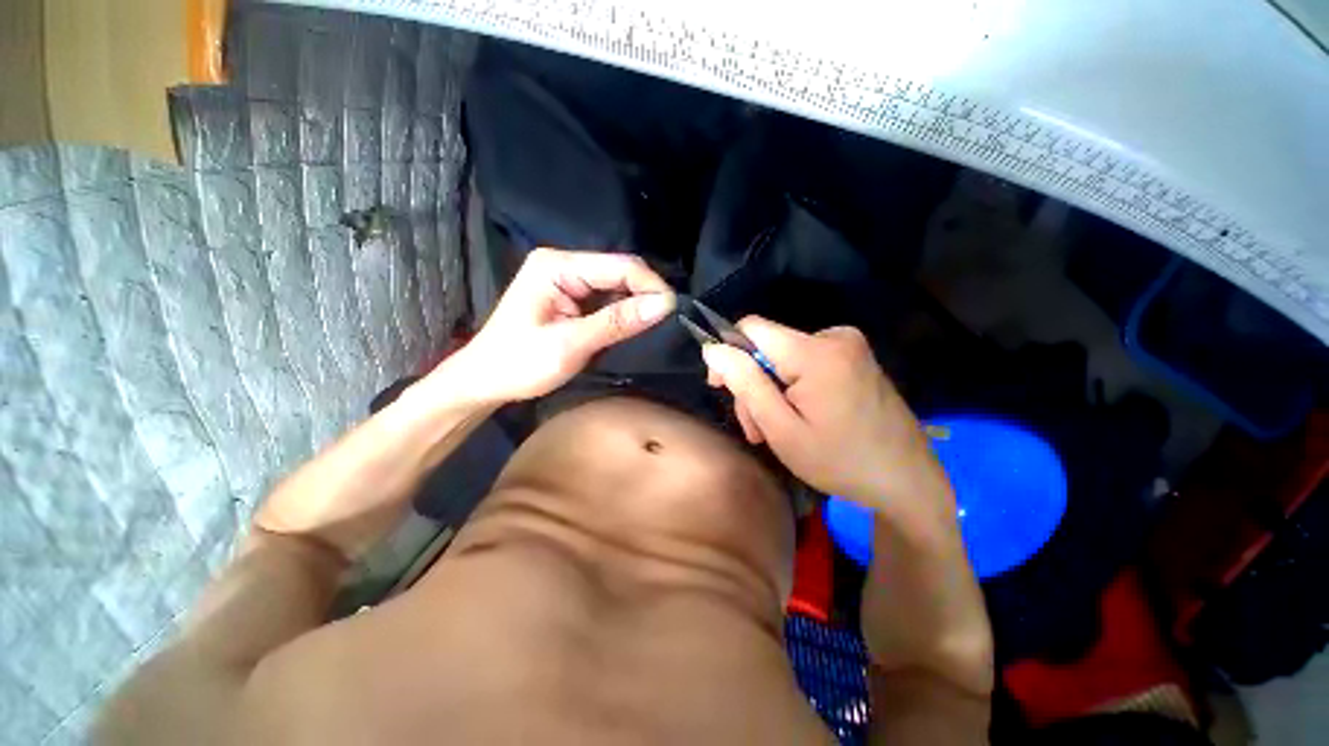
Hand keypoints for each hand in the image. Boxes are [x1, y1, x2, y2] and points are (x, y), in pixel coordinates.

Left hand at [448, 248, 675, 403]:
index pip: (619, 266)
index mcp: (557, 266)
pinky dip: (624, 311)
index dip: (651, 286)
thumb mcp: (570, 344)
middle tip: (669, 320)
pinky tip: (635, 324)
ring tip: (657, 324)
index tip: (675, 311)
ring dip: (637, 303)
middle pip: (619, 270)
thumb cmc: (519, 364)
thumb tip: (664, 306)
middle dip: (646, 294)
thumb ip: (617, 322)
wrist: (485, 380)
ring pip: (616, 284)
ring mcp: (566, 279)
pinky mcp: (570, 296)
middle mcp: (563, 263)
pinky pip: (607, 297)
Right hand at [702, 316, 955, 530]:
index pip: (751, 327)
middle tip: (757, 430)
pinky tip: (797, 418)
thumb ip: (745, 384)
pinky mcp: (854, 357)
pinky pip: (805, 362)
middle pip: (767, 347)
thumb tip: (712, 349)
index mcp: (815, 352)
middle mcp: (833, 337)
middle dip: (754, 385)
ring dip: (771, 391)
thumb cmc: (840, 461)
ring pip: (783, 358)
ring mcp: (848, 345)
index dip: (729, 352)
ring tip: (776, 432)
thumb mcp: (782, 429)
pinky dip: (792, 388)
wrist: (907, 479)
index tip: (722, 386)